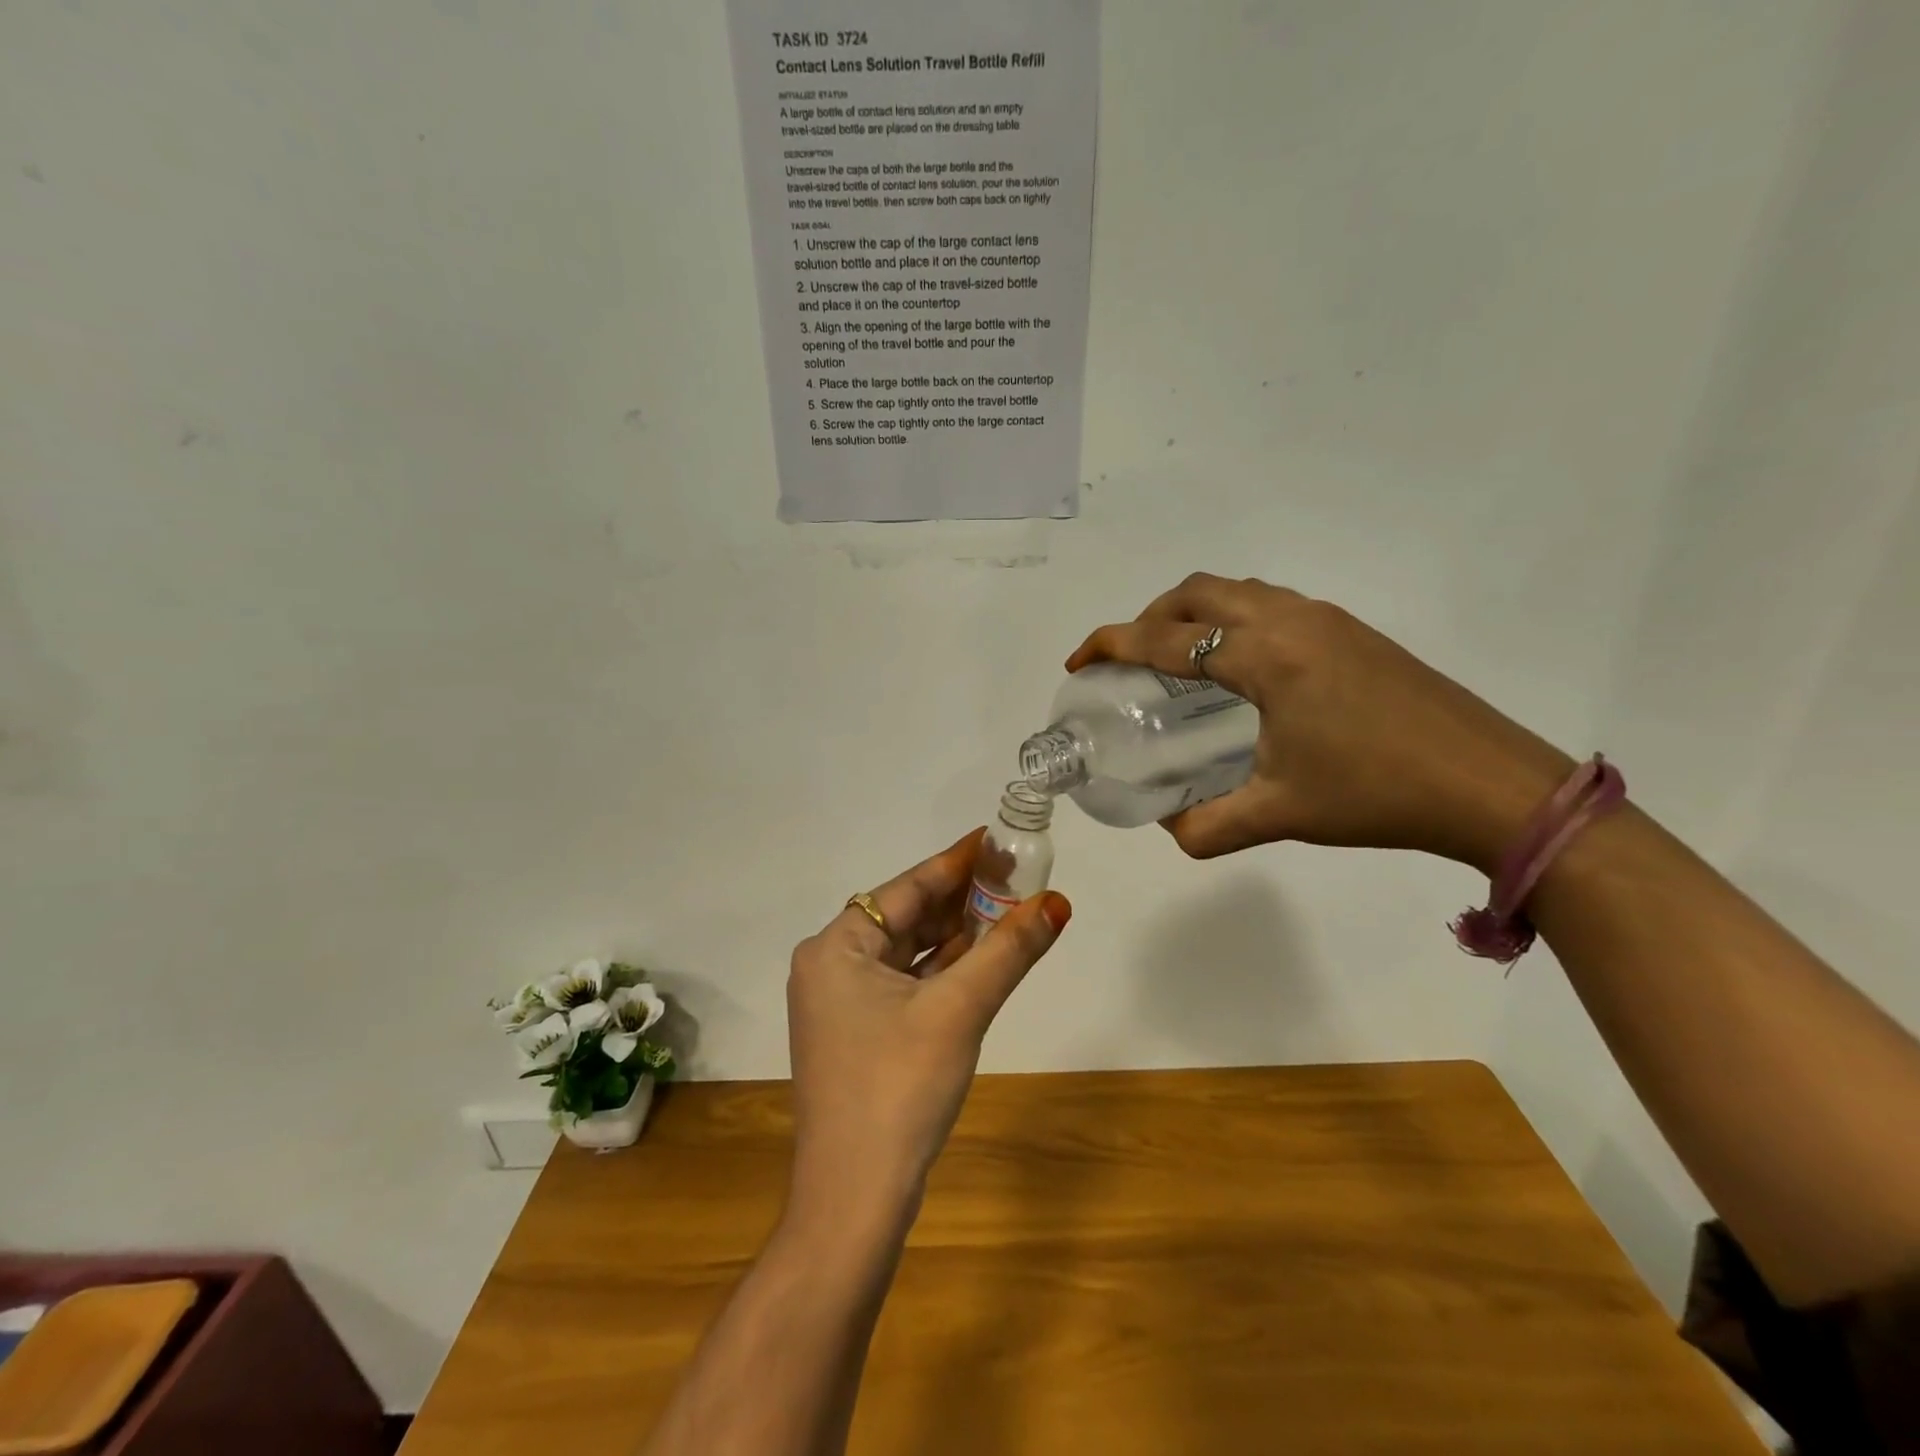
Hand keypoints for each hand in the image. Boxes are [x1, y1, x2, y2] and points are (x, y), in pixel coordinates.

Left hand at [785, 831, 1071, 1224]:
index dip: (955, 863)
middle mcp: (830, 966)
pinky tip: (981, 959)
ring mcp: (840, 1004)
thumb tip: (1057, 902)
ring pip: (907, 953)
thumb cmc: (899, 1088)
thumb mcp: (959, 1010)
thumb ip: (1008, 951)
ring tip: (1008, 910)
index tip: (997, 840)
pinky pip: (905, 984)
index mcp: (835, 947)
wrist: (853, 1202)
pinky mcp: (857, 1034)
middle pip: (905, 917)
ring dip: (956, 936)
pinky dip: (942, 972)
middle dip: (961, 900)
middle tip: (1015, 877)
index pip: (905, 888)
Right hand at [1067, 574, 1574, 872]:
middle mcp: (1291, 620)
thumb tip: (1169, 830)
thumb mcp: (1280, 814)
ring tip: (1176, 661)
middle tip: (1128, 661)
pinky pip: (1270, 604)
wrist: (1493, 785)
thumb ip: (1208, 827)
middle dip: (1147, 618)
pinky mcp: (1352, 631)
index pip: (1166, 639)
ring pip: (1237, 591)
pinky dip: (1231, 620)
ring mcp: (1327, 619)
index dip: (1112, 645)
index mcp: (1266, 657)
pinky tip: (1239, 670)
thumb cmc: (1378, 794)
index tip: (1079, 662)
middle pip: (1196, 592)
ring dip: (1192, 614)